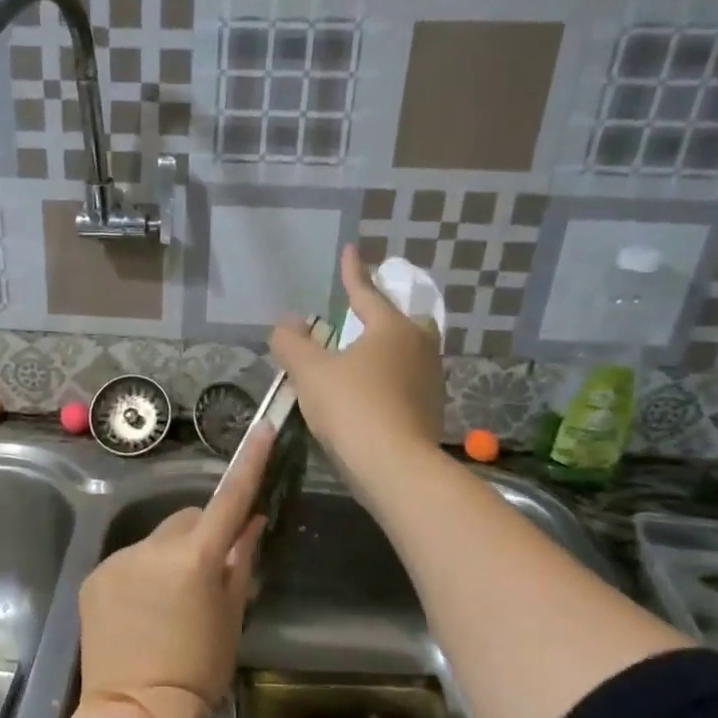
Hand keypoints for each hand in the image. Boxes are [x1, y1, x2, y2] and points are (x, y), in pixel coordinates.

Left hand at [74, 423, 272, 717]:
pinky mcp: (95, 575)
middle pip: (188, 519)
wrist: (135, 712)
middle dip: (203, 534)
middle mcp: (152, 546)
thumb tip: (253, 522)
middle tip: (210, 573)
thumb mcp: (231, 615)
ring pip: (157, 540)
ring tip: (171, 601)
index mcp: (194, 557)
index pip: (229, 499)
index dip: (249, 464)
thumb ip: (240, 561)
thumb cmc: (199, 669)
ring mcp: (119, 559)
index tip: (263, 431)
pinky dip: (142, 572)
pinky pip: (130, 560)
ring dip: (170, 555)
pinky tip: (143, 609)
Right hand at [270, 245, 443, 494]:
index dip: (354, 273)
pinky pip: (408, 382)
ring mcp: (430, 381)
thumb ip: (292, 343)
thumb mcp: (310, 372)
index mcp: (392, 329)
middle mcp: (419, 348)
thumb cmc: (352, 408)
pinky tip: (370, 394)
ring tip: (361, 359)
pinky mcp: (431, 411)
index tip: (351, 250)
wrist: (394, 467)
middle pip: (405, 321)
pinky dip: (389, 380)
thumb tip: (287, 323)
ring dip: (387, 351)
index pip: (367, 293)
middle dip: (385, 315)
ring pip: (409, 353)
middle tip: (364, 318)